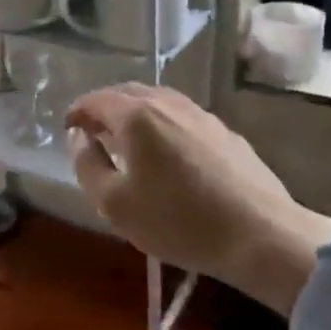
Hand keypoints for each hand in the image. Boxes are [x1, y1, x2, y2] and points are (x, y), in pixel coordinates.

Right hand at [65, 84, 330, 314]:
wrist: (261, 236)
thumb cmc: (179, 221)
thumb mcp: (115, 204)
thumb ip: (87, 165)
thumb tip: (79, 138)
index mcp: (137, 116)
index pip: (96, 100)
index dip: (77, 111)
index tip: (68, 128)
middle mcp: (168, 104)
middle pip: (127, 93)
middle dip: (105, 107)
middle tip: (94, 131)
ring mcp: (201, 115)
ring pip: (158, 101)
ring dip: (135, 113)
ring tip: (129, 139)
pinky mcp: (226, 133)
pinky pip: (182, 116)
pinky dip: (163, 124)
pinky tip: (168, 152)